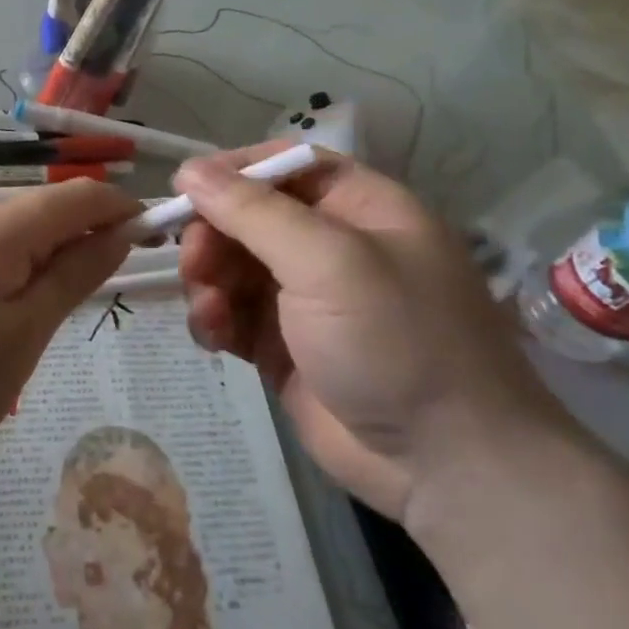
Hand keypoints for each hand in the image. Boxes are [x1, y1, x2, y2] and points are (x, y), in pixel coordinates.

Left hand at [0, 180, 139, 464]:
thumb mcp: (21, 335)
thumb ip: (72, 277)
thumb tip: (118, 232)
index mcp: (3, 228)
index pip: (82, 196)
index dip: (125, 211)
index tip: (156, 246)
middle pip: (45, 213)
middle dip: (86, 242)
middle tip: (104, 298)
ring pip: (10, 239)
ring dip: (45, 264)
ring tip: (52, 320)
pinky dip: (7, 280)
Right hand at [174, 142, 556, 519]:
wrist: (443, 464)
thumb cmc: (396, 341)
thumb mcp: (328, 262)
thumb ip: (253, 212)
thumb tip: (189, 170)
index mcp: (359, 208)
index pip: (285, 165)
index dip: (233, 172)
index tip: (184, 191)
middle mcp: (330, 246)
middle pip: (248, 217)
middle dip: (213, 236)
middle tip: (194, 265)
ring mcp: (304, 299)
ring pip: (231, 266)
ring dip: (207, 281)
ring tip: (210, 311)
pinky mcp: (282, 346)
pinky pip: (231, 314)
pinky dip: (214, 319)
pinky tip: (214, 337)